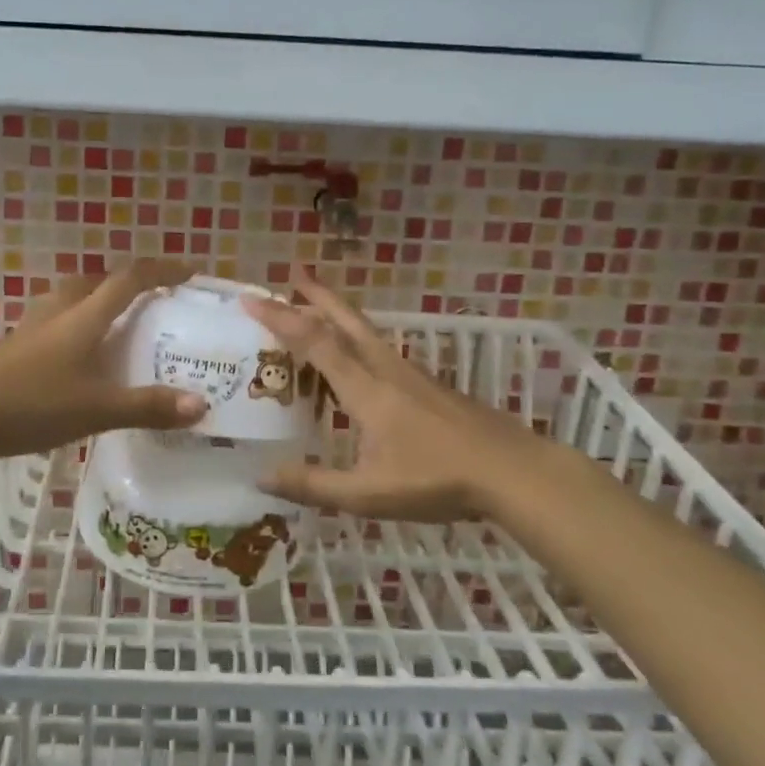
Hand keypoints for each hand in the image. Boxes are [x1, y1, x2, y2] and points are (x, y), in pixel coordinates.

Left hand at [0, 259, 206, 462]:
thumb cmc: (33, 404)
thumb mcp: (97, 409)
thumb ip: (148, 406)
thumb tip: (202, 405)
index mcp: (84, 316)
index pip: (130, 278)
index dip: (163, 269)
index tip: (190, 271)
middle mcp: (60, 310)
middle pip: (98, 281)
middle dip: (129, 284)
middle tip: (154, 303)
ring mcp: (33, 326)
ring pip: (73, 298)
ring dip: (100, 301)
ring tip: (119, 326)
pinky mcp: (17, 345)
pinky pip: (57, 320)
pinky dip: (78, 324)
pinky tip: (80, 356)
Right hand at [244, 268, 581, 523]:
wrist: (512, 471)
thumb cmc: (437, 480)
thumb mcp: (368, 493)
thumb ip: (314, 486)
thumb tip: (260, 478)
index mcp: (365, 390)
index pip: (315, 343)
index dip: (281, 319)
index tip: (252, 299)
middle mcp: (385, 371)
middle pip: (346, 321)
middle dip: (316, 295)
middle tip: (294, 272)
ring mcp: (412, 375)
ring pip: (366, 332)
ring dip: (338, 313)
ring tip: (317, 306)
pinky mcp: (429, 386)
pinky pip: (381, 350)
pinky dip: (357, 339)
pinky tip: (360, 358)